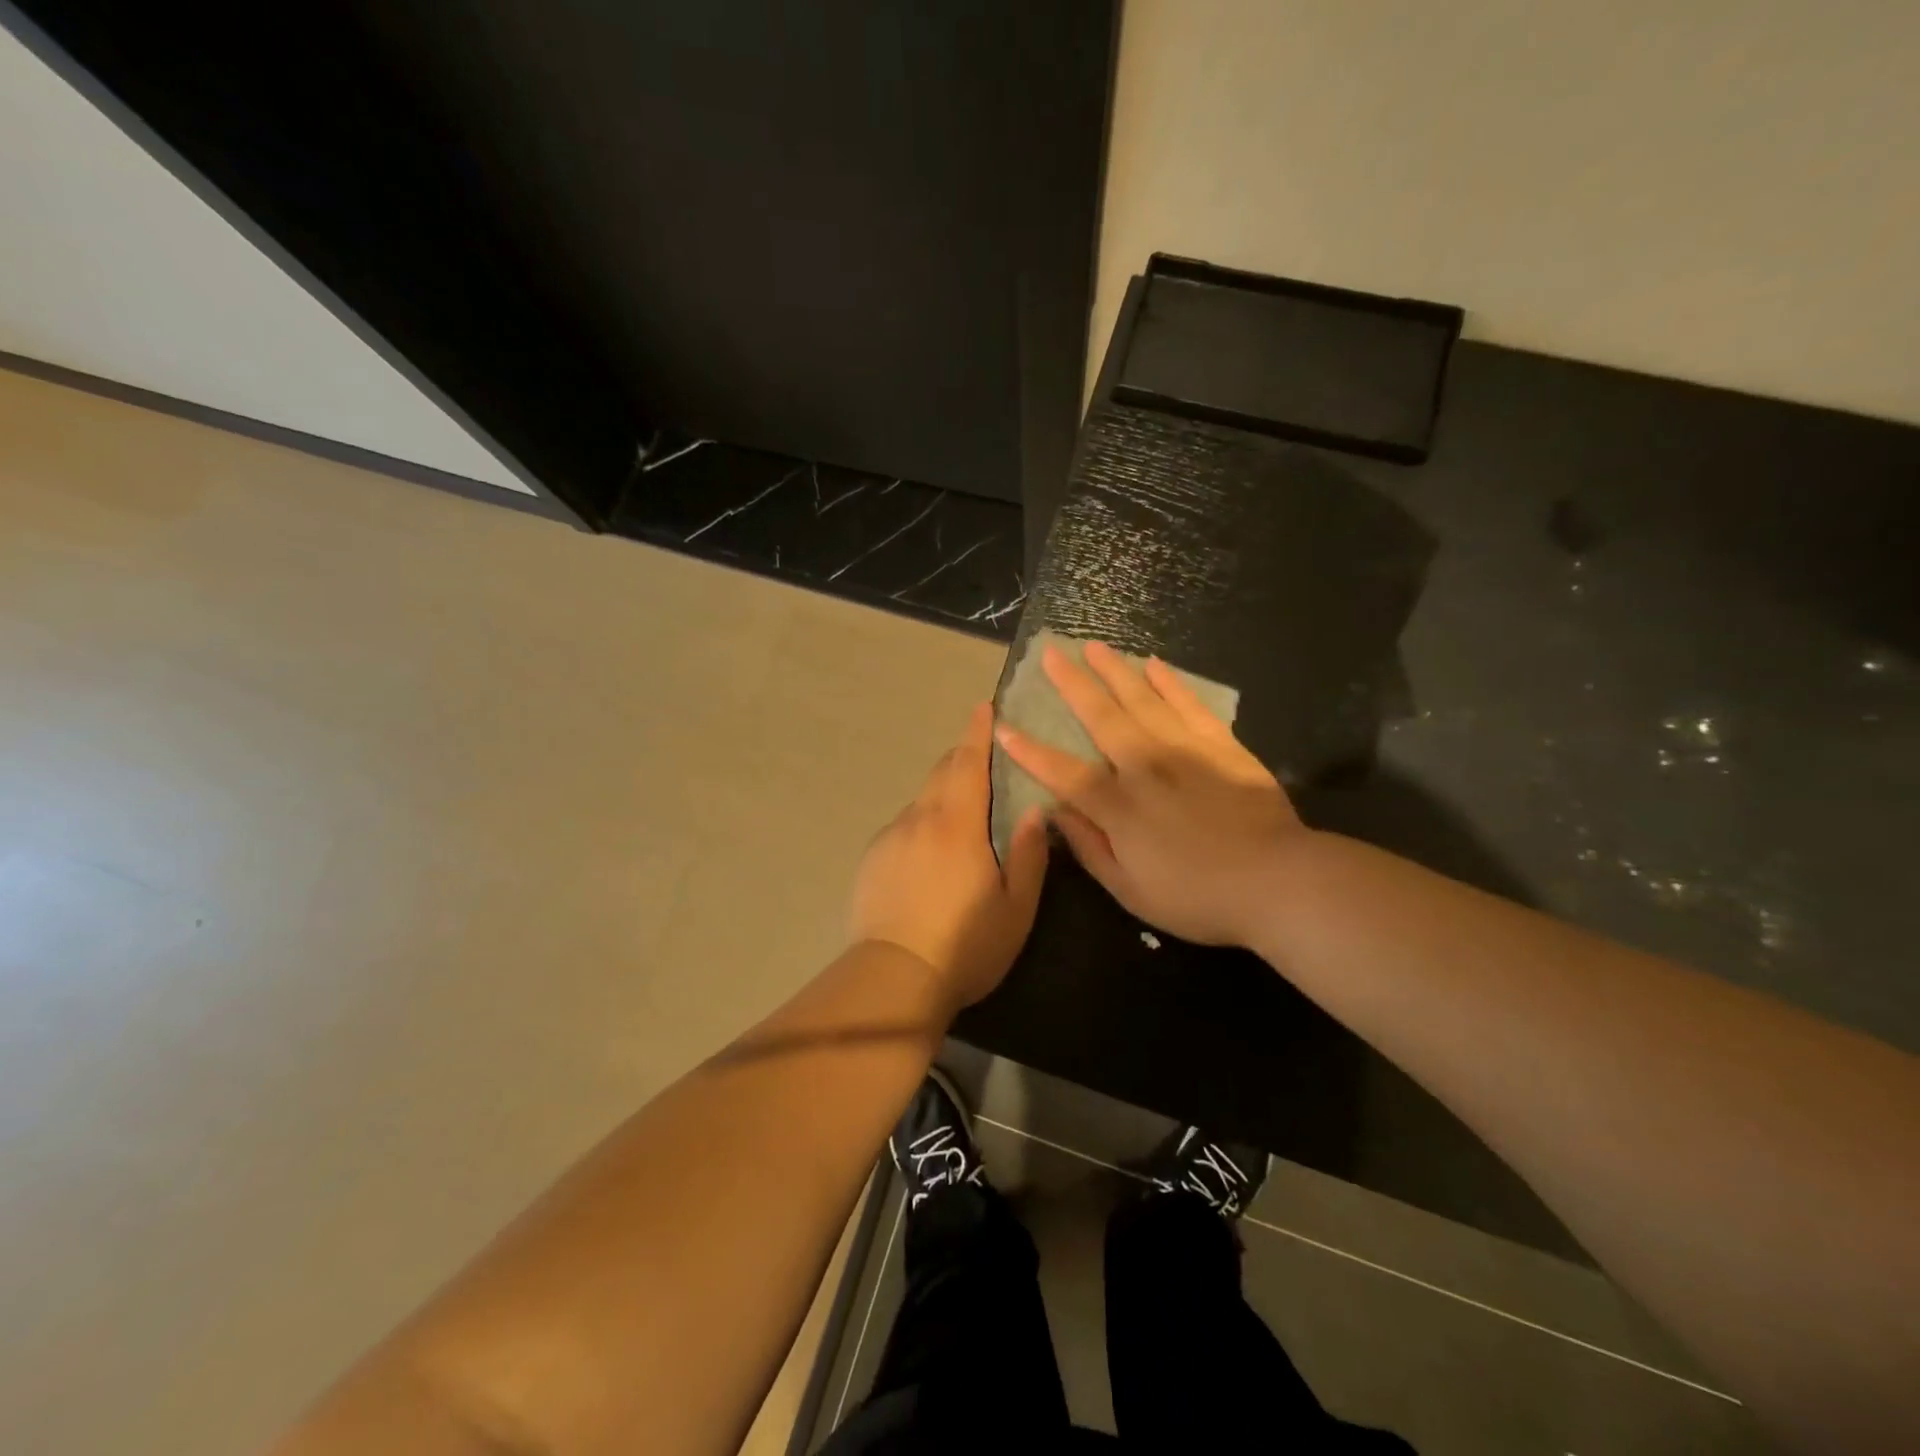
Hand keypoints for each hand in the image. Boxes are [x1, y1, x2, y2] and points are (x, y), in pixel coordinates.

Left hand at [850, 703, 1049, 1008]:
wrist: (894, 978)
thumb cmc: (965, 945)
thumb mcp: (1015, 907)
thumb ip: (1028, 854)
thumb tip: (1033, 811)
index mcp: (957, 824)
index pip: (967, 763)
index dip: (977, 732)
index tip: (983, 708)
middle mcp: (918, 820)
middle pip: (941, 773)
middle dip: (961, 757)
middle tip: (982, 757)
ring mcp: (889, 838)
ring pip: (921, 802)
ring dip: (942, 796)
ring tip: (961, 818)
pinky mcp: (871, 860)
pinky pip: (903, 828)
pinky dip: (921, 826)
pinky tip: (929, 857)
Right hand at [994, 640, 1303, 945]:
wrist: (1278, 882)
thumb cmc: (1198, 897)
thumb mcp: (1131, 890)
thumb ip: (1090, 848)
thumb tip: (1056, 813)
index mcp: (1120, 808)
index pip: (1064, 773)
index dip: (1031, 752)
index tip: (1003, 727)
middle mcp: (1146, 767)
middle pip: (1102, 717)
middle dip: (1072, 684)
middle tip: (1050, 653)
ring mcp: (1186, 751)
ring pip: (1142, 700)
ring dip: (1115, 671)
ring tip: (1094, 646)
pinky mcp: (1222, 746)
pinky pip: (1190, 705)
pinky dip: (1171, 683)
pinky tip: (1155, 665)